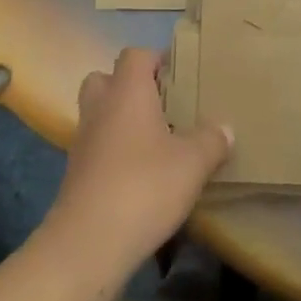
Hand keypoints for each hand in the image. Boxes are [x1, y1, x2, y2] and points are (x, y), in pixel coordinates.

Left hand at [45, 48, 231, 275]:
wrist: (88, 245)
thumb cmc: (144, 187)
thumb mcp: (193, 163)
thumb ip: (212, 141)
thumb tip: (225, 128)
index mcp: (127, 92)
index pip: (135, 55)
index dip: (156, 59)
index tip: (179, 75)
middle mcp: (100, 108)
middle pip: (106, 79)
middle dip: (130, 86)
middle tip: (161, 104)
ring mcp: (83, 142)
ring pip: (99, 114)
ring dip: (120, 120)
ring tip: (154, 141)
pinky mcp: (75, 175)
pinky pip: (96, 147)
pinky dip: (113, 152)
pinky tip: (139, 174)